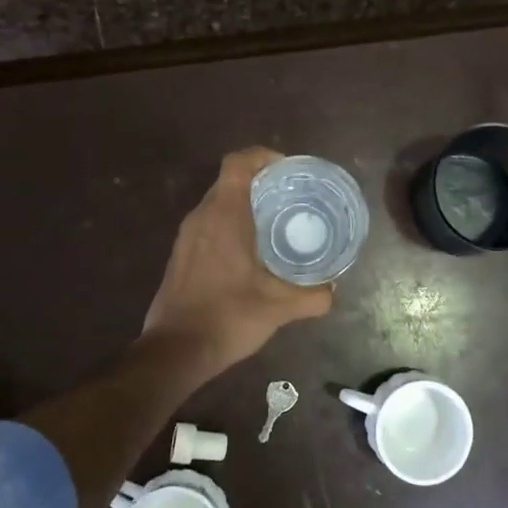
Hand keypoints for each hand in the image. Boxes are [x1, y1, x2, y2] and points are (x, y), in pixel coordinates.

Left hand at [142, 147, 334, 373]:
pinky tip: (251, 251)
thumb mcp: (279, 308)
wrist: (174, 351)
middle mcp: (201, 217)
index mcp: (224, 216)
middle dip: (261, 182)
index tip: (289, 170)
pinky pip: (209, 224)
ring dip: (244, 204)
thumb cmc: (227, 317)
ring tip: (276, 222)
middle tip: (292, 197)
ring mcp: (186, 236)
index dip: (263, 157)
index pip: (238, 163)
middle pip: (230, 181)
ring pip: (217, 203)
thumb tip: (332, 290)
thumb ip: (312, 296)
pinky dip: (230, 225)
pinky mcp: (180, 255)